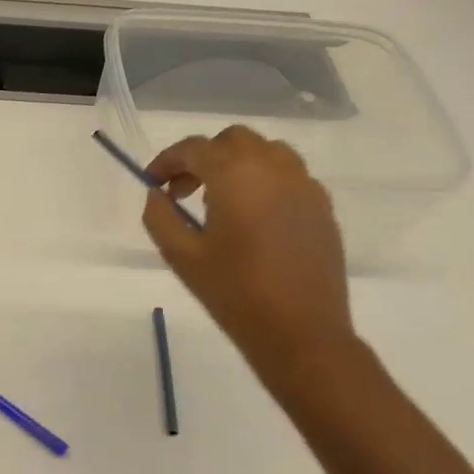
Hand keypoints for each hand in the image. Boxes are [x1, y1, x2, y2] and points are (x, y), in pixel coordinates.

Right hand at [142, 126, 355, 390]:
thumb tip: (157, 194)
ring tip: (219, 200)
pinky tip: (252, 217)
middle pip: (232, 140)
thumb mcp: (181, 256)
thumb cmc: (234, 293)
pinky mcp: (322, 206)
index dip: (166, 161)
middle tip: (182, 191)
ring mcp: (305, 185)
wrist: (300, 332)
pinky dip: (264, 180)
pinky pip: (289, 175)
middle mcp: (274, 168)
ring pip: (266, 151)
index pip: (194, 149)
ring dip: (236, 164)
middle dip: (203, 157)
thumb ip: (160, 217)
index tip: (152, 183)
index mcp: (236, 176)